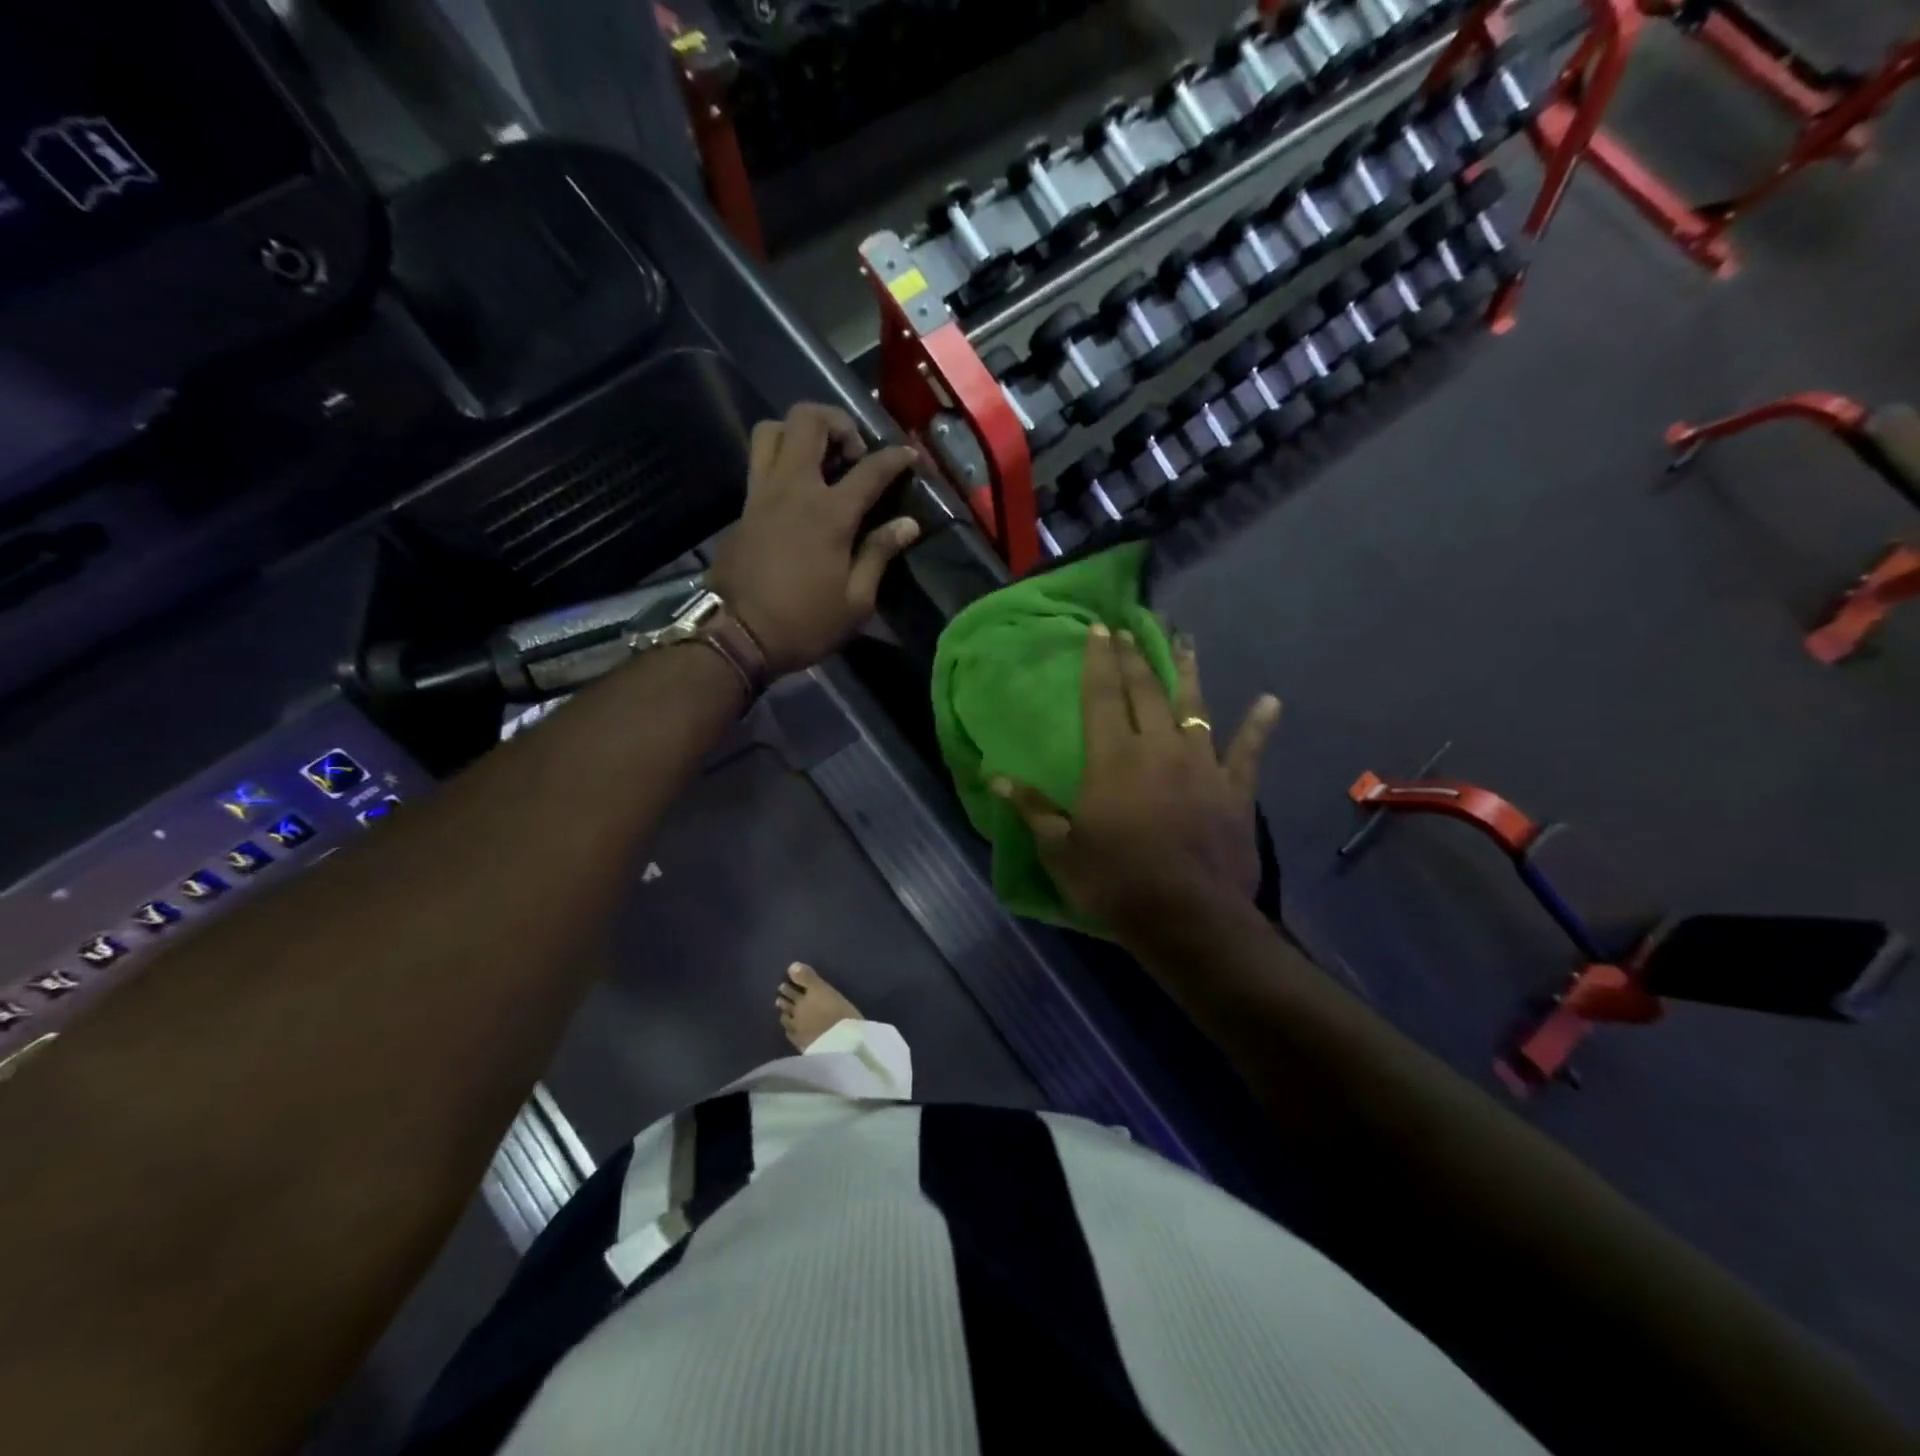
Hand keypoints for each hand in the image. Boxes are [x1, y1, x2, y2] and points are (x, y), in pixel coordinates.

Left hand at [708, 403, 923, 675]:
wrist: (736, 635)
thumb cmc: (804, 623)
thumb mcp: (856, 601)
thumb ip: (880, 554)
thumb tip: (908, 524)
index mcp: (829, 513)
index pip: (870, 469)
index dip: (895, 457)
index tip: (909, 454)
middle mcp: (793, 488)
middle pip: (808, 420)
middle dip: (838, 422)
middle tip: (854, 453)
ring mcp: (762, 494)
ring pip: (772, 430)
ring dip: (799, 432)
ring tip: (820, 459)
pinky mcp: (743, 508)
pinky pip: (759, 461)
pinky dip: (780, 458)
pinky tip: (798, 489)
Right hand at [995, 627, 1280, 932]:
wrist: (1188, 918)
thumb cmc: (1116, 883)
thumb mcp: (1061, 850)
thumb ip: (1033, 808)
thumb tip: (996, 776)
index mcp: (1113, 759)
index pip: (1101, 697)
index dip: (1098, 662)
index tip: (1099, 630)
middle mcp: (1158, 748)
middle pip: (1144, 692)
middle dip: (1135, 658)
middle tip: (1130, 630)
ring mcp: (1202, 766)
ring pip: (1195, 708)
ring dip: (1188, 673)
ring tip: (1186, 642)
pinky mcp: (1235, 790)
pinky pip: (1248, 751)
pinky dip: (1259, 726)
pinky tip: (1271, 701)